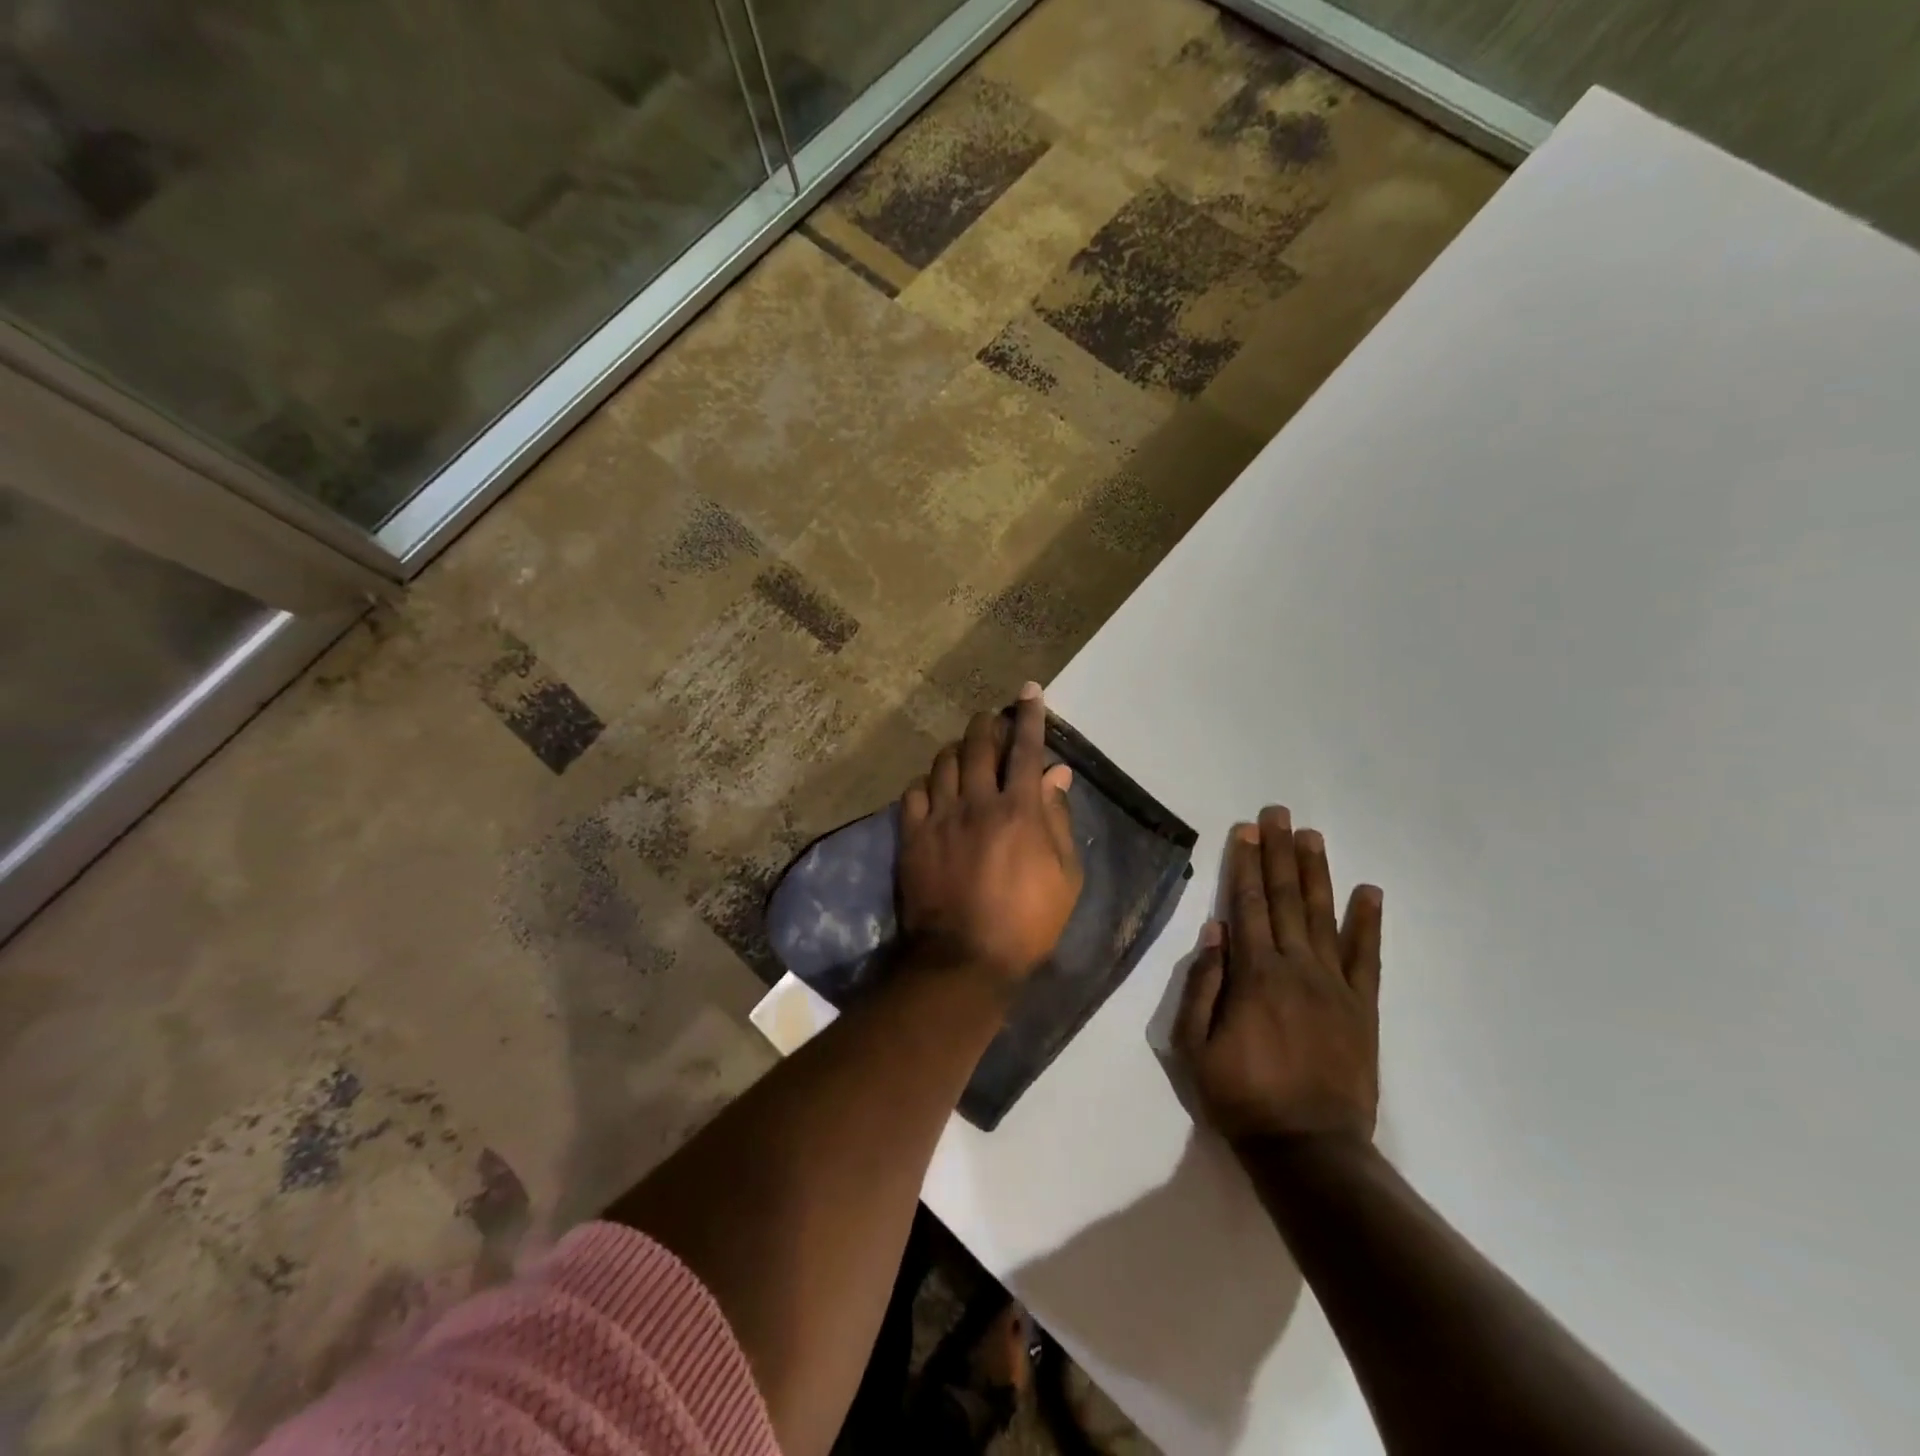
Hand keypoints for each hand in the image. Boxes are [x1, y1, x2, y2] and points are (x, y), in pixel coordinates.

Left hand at [898, 683, 1081, 985]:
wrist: (964, 959)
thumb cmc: (1027, 923)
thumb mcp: (1065, 877)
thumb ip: (1059, 820)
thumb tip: (1057, 775)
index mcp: (1019, 809)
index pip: (1026, 750)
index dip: (1030, 717)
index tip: (1030, 691)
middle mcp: (977, 802)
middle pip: (978, 745)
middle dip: (987, 725)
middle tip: (991, 720)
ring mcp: (940, 817)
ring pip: (943, 763)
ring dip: (957, 750)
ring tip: (964, 753)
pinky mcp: (912, 836)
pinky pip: (914, 793)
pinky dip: (927, 783)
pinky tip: (934, 789)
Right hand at [1175, 807, 1382, 1142]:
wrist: (1310, 1150)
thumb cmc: (1240, 1098)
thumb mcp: (1193, 1047)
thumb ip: (1202, 986)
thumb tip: (1215, 931)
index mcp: (1254, 974)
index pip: (1247, 905)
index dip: (1245, 864)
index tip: (1246, 830)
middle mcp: (1296, 967)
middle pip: (1284, 898)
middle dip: (1278, 853)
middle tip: (1278, 814)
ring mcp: (1334, 985)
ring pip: (1322, 916)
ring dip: (1316, 873)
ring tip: (1312, 836)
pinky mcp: (1362, 1008)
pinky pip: (1367, 957)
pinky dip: (1368, 922)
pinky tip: (1369, 891)